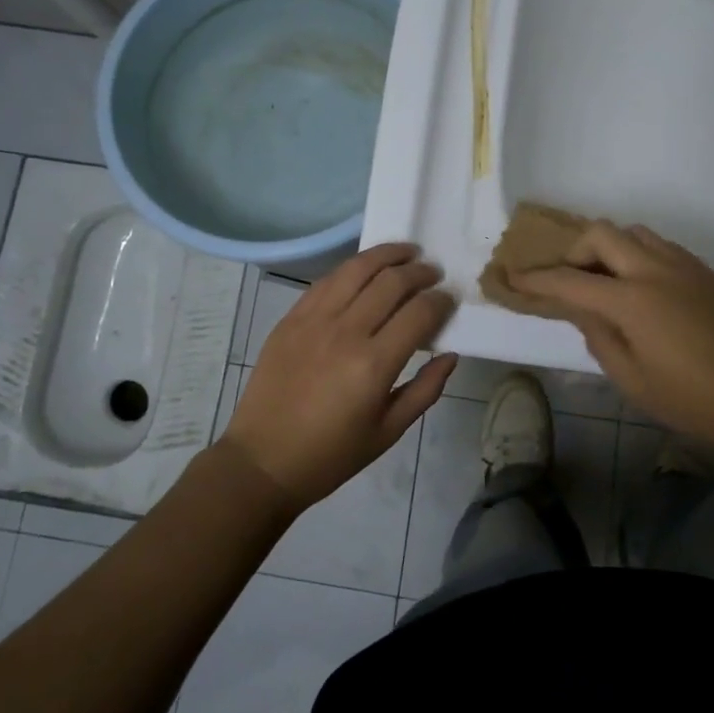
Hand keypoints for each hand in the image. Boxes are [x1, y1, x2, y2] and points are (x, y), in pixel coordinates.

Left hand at [225, 244, 458, 508]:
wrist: (262, 460)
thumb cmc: (331, 455)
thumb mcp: (388, 432)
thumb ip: (425, 390)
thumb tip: (450, 355)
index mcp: (374, 365)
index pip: (419, 313)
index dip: (440, 301)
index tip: (449, 299)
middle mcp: (345, 332)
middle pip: (391, 282)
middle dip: (420, 272)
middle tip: (433, 273)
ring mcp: (313, 320)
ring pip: (357, 269)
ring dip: (387, 255)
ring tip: (406, 252)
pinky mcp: (291, 318)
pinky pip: (327, 280)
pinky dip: (352, 268)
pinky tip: (365, 268)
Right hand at [511, 221, 713, 450]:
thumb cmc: (695, 398)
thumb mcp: (633, 380)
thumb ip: (599, 338)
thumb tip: (580, 310)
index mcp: (631, 300)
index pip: (570, 281)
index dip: (536, 279)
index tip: (512, 277)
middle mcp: (654, 270)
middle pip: (601, 234)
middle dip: (574, 251)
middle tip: (569, 280)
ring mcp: (684, 266)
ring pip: (633, 232)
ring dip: (609, 248)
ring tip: (606, 282)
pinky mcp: (706, 272)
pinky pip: (660, 246)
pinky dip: (638, 254)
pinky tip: (642, 288)